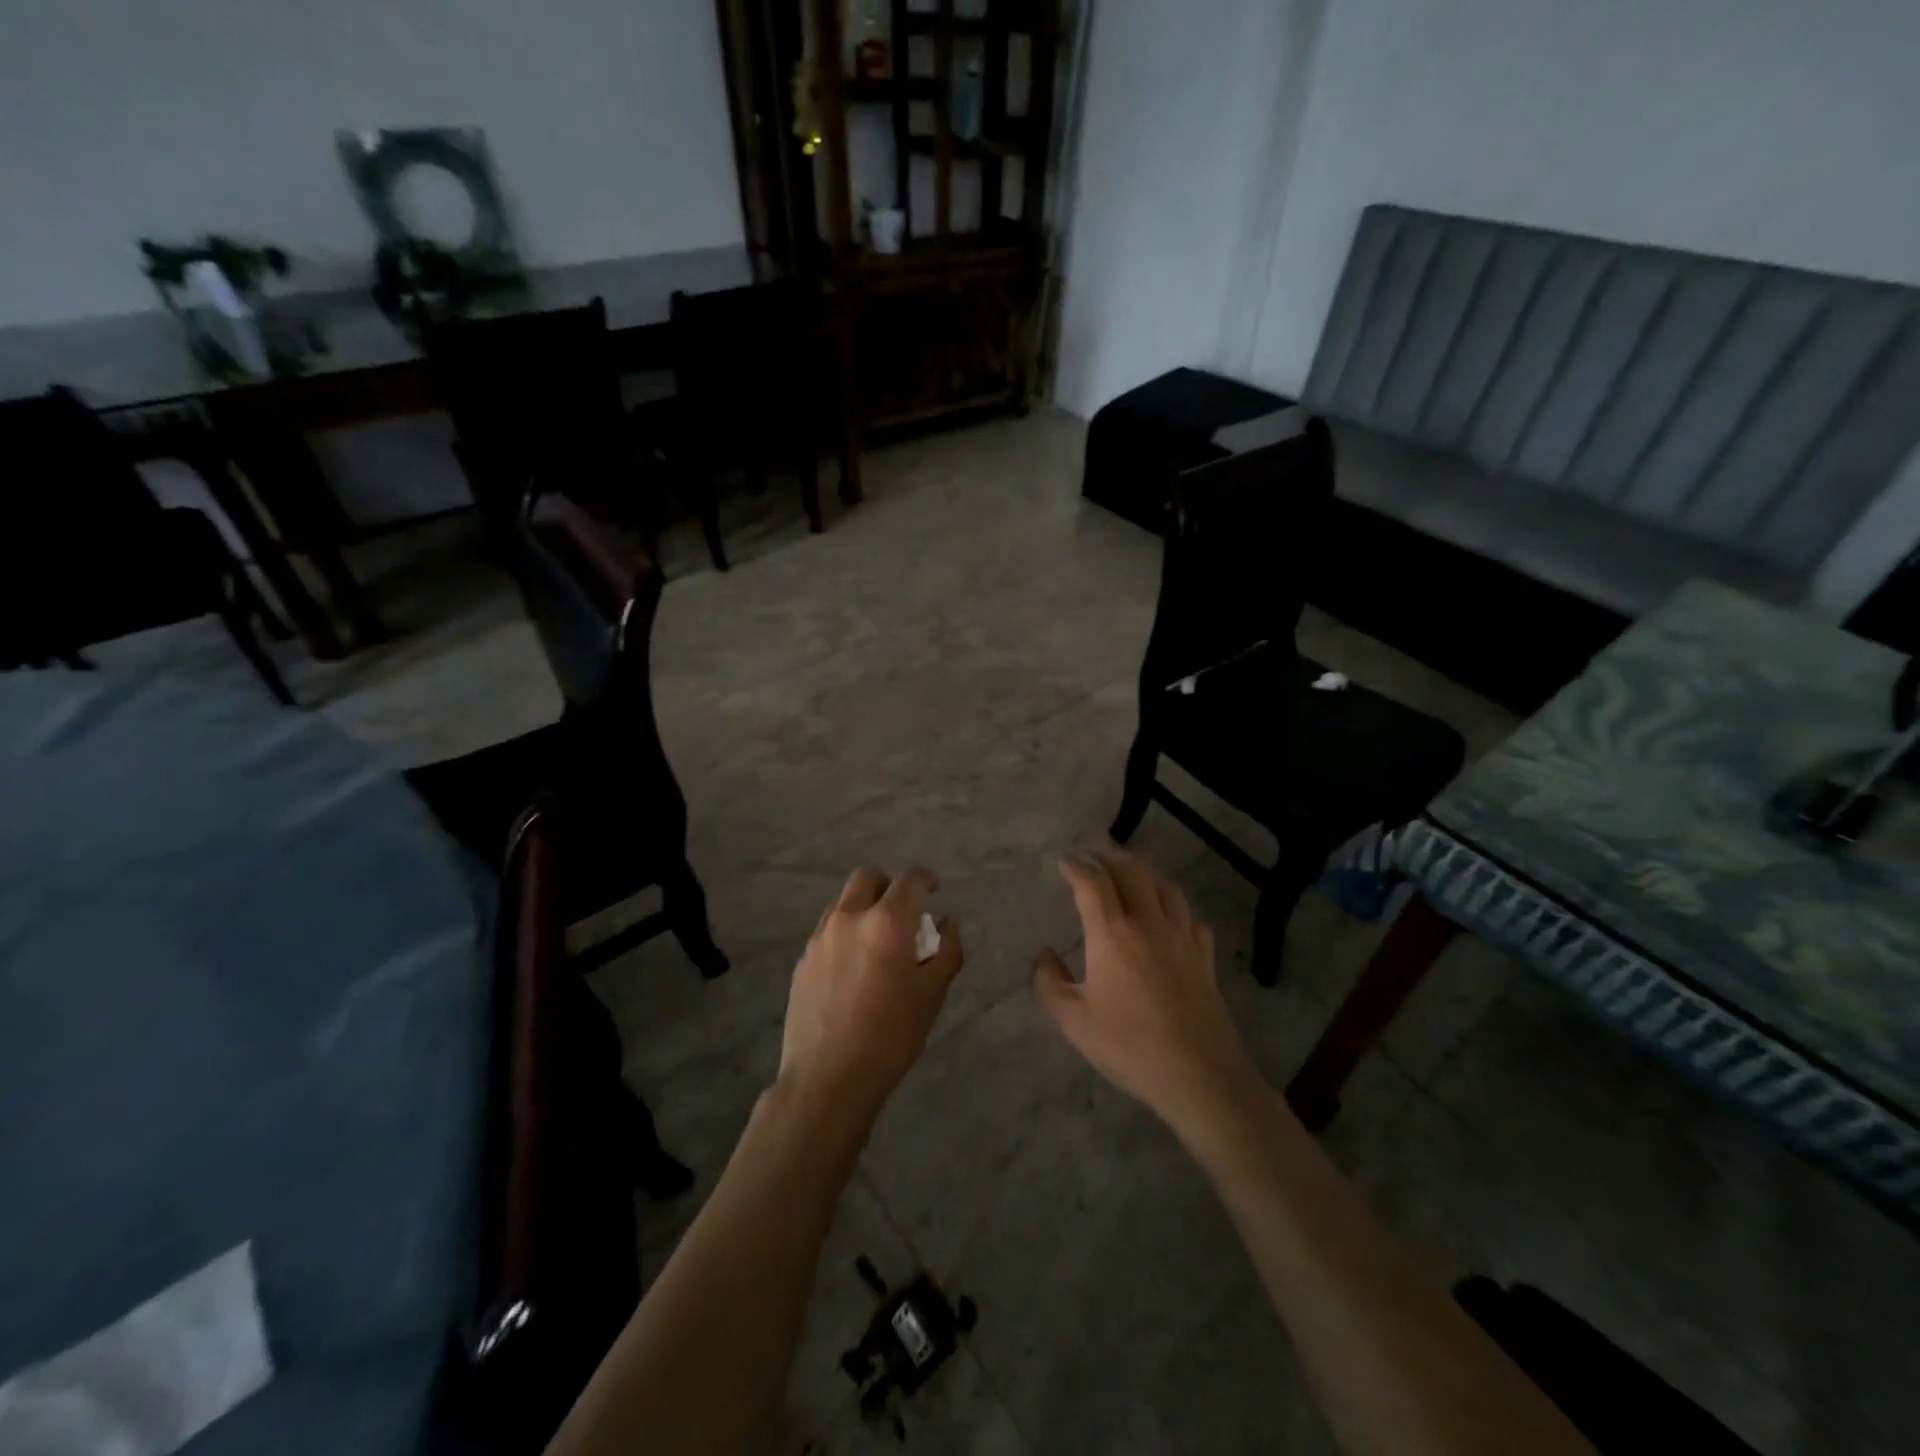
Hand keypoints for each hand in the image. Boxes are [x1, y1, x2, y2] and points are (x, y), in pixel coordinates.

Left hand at [777, 867, 963, 1125]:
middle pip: (868, 878)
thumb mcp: (932, 995)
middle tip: (903, 912)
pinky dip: (845, 934)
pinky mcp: (803, 960)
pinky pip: (827, 930)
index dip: (926, 880)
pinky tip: (853, 969)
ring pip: (843, 903)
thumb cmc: (891, 1036)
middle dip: (889, 886)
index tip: (934, 891)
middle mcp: (849, 918)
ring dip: (864, 908)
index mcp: (887, 922)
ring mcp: (820, 938)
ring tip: (877, 943)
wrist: (828, 1078)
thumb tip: (947, 924)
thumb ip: (947, 951)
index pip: (910, 881)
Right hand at [1034, 850, 1261, 1142]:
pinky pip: (1190, 917)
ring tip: (1130, 873)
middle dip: (1110, 856)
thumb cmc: (1129, 1047)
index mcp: (1112, 933)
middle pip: (1132, 870)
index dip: (1075, 866)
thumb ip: (1049, 982)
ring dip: (1143, 872)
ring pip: (1165, 887)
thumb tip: (1044, 955)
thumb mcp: (1074, 1021)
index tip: (1063, 863)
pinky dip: (1174, 906)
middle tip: (1093, 856)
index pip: (1092, 882)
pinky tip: (1169, 917)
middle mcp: (1149, 923)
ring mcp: (1182, 937)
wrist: (1200, 1076)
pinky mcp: (1205, 957)